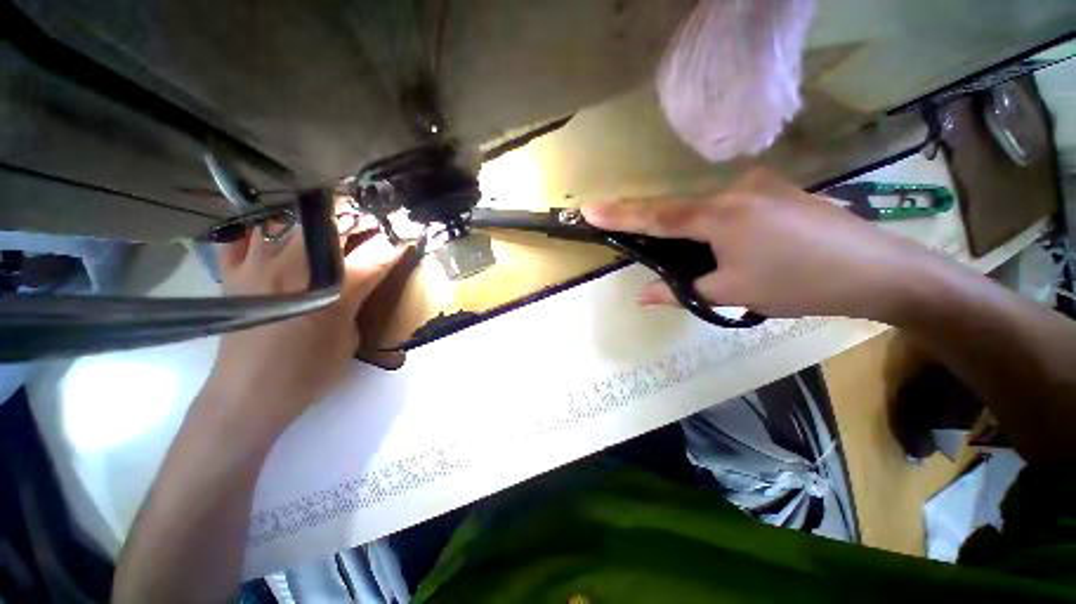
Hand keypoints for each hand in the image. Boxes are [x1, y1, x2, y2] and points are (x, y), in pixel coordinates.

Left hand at [204, 221, 402, 435]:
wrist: (250, 395)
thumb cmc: (308, 372)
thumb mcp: (348, 338)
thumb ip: (355, 301)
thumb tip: (359, 280)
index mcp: (333, 293)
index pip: (372, 258)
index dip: (391, 243)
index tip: (402, 234)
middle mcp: (295, 271)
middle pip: (328, 228)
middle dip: (353, 219)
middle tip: (365, 221)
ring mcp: (258, 268)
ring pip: (285, 222)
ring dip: (309, 218)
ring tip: (322, 220)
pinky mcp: (232, 275)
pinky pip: (240, 238)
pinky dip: (258, 229)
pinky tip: (271, 232)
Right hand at [581, 168, 940, 321]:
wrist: (879, 271)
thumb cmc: (800, 283)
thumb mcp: (732, 292)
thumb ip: (682, 291)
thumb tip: (643, 295)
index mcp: (719, 214)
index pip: (656, 215)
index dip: (619, 213)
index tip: (588, 210)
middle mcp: (735, 190)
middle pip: (680, 210)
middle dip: (656, 227)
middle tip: (637, 239)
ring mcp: (760, 187)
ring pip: (706, 210)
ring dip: (691, 233)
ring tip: (698, 259)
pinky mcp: (778, 192)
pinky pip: (730, 207)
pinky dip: (716, 227)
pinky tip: (730, 248)